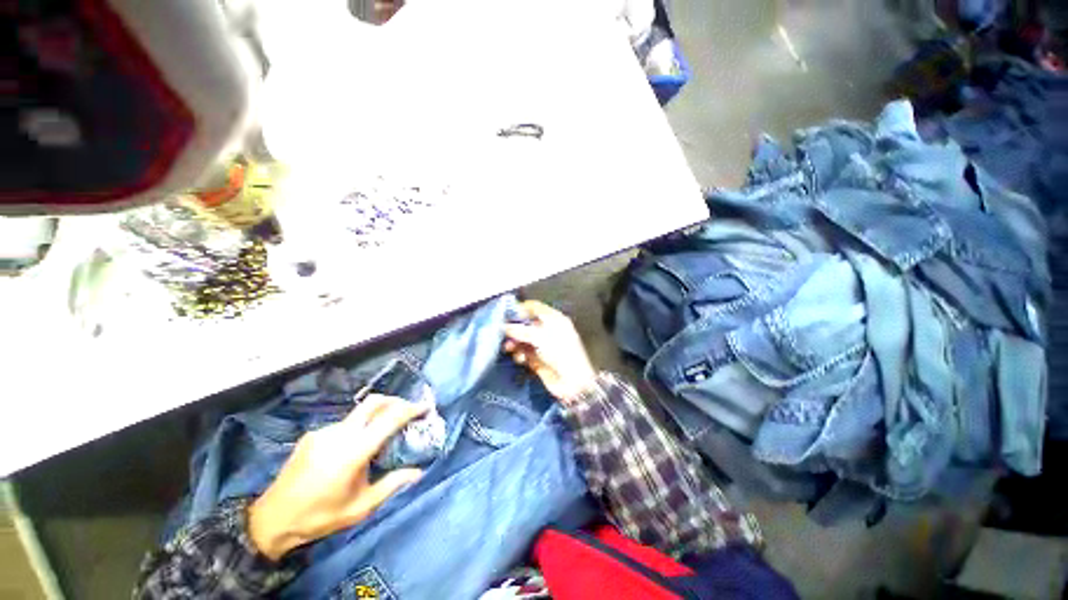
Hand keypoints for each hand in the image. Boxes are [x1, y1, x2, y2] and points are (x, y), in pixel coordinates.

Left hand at [248, 395, 426, 560]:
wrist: (272, 519)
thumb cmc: (321, 516)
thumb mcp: (361, 508)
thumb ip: (391, 485)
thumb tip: (418, 472)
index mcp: (353, 452)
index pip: (389, 419)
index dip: (411, 409)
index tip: (425, 407)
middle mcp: (339, 434)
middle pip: (374, 402)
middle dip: (395, 401)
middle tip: (407, 411)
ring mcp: (324, 431)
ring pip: (358, 413)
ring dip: (375, 416)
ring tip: (381, 434)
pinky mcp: (313, 434)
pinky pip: (343, 424)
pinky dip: (357, 428)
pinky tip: (354, 447)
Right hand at [503, 300, 597, 403]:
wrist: (573, 383)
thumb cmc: (561, 353)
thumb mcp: (541, 337)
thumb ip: (521, 330)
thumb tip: (504, 326)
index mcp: (554, 319)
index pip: (534, 307)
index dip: (520, 308)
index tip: (505, 314)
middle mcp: (548, 330)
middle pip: (526, 324)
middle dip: (514, 328)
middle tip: (502, 332)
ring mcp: (542, 346)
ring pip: (522, 339)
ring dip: (514, 342)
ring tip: (509, 347)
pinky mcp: (537, 360)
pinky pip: (523, 353)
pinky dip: (520, 355)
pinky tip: (521, 359)